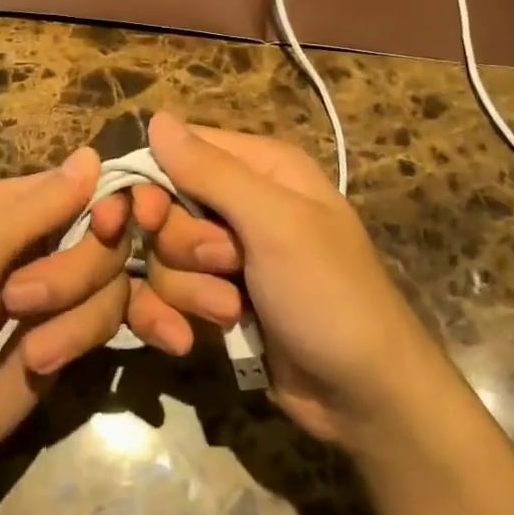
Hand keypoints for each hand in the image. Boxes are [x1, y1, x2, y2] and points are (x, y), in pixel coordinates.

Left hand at [0, 149, 131, 498]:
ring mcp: (57, 295)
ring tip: (30, 349)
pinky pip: (105, 323)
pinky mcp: (67, 340)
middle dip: (77, 270)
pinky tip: (39, 362)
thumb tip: (93, 153)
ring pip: (112, 281)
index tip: (108, 225)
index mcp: (11, 209)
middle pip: (106, 235)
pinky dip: (78, 340)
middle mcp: (40, 244)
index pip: (82, 184)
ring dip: (76, 315)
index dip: (106, 202)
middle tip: (21, 300)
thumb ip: (36, 208)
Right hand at [125, 113, 440, 448]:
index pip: (179, 151)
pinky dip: (176, 316)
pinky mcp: (217, 298)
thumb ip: (212, 172)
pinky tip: (191, 339)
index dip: (154, 183)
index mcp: (261, 169)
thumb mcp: (275, 225)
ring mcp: (228, 255)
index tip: (149, 219)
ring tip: (232, 311)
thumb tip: (157, 118)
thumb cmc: (328, 295)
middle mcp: (242, 204)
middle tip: (225, 267)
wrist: (364, 396)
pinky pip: (169, 294)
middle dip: (184, 248)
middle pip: (166, 209)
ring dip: (188, 290)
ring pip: (164, 257)